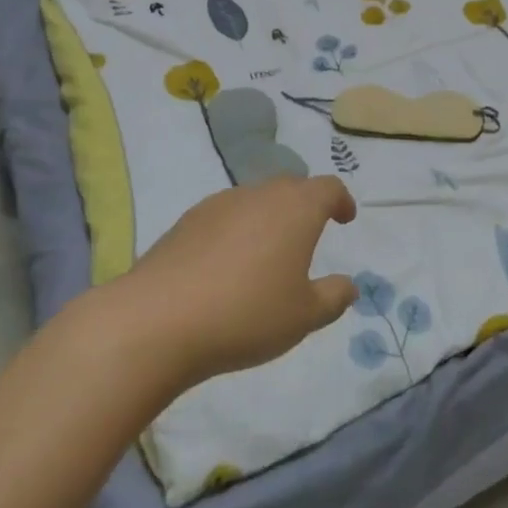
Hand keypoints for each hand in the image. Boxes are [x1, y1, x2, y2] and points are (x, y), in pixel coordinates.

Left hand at [114, 175, 358, 386]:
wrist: (158, 320)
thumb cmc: (246, 314)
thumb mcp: (304, 316)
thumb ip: (333, 297)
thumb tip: (349, 285)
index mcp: (296, 209)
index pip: (328, 188)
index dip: (340, 200)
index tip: (345, 218)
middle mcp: (260, 194)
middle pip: (291, 188)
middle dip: (305, 205)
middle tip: (309, 234)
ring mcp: (219, 203)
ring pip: (256, 200)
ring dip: (269, 218)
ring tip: (267, 253)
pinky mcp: (187, 221)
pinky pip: (225, 216)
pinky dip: (236, 230)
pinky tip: (227, 265)